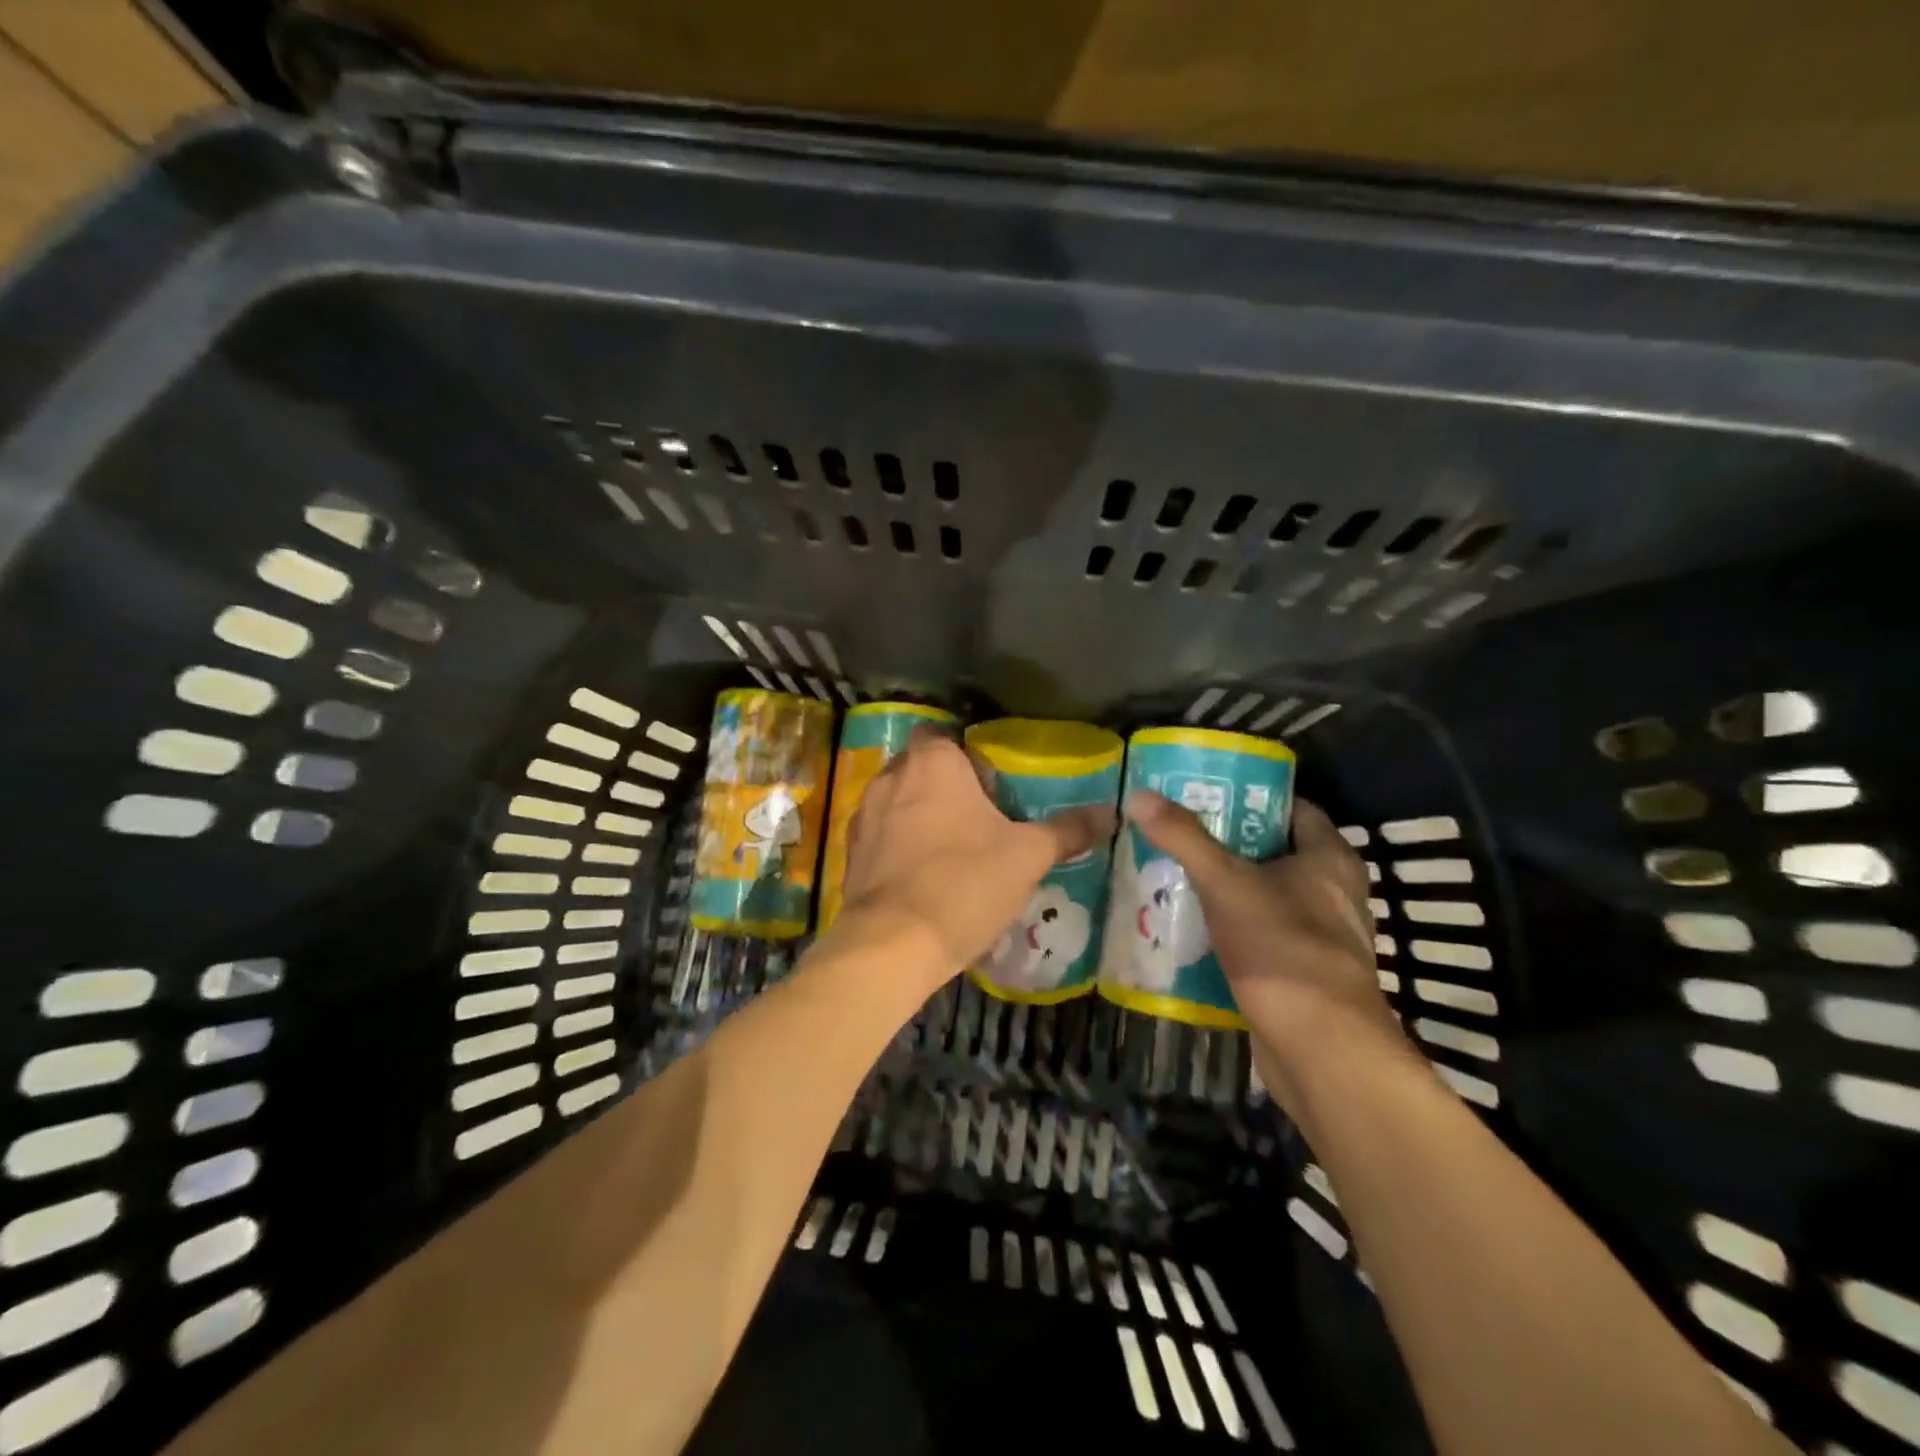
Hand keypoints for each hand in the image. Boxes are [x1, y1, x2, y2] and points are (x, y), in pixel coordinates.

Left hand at [837, 730, 1114, 990]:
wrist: (893, 944)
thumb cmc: (964, 883)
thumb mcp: (1027, 856)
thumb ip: (1066, 830)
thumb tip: (1110, 812)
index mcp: (932, 763)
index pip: (942, 734)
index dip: (964, 755)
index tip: (988, 784)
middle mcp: (890, 778)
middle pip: (918, 766)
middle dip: (943, 785)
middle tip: (976, 817)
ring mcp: (863, 816)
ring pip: (896, 801)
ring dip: (917, 815)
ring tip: (950, 848)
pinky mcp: (850, 854)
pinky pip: (880, 836)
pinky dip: (897, 846)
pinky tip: (921, 876)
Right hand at [1124, 791, 1412, 1102]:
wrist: (1320, 1050)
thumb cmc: (1282, 950)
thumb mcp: (1226, 883)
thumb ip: (1184, 838)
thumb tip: (1139, 795)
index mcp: (1330, 859)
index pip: (1292, 807)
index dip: (1249, 796)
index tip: (1203, 791)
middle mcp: (1332, 892)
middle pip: (1273, 851)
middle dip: (1225, 842)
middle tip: (1174, 831)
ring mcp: (1319, 936)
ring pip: (1264, 895)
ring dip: (1224, 887)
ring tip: (1171, 874)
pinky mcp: (1301, 973)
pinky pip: (1259, 935)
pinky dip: (1229, 927)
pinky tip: (1188, 927)